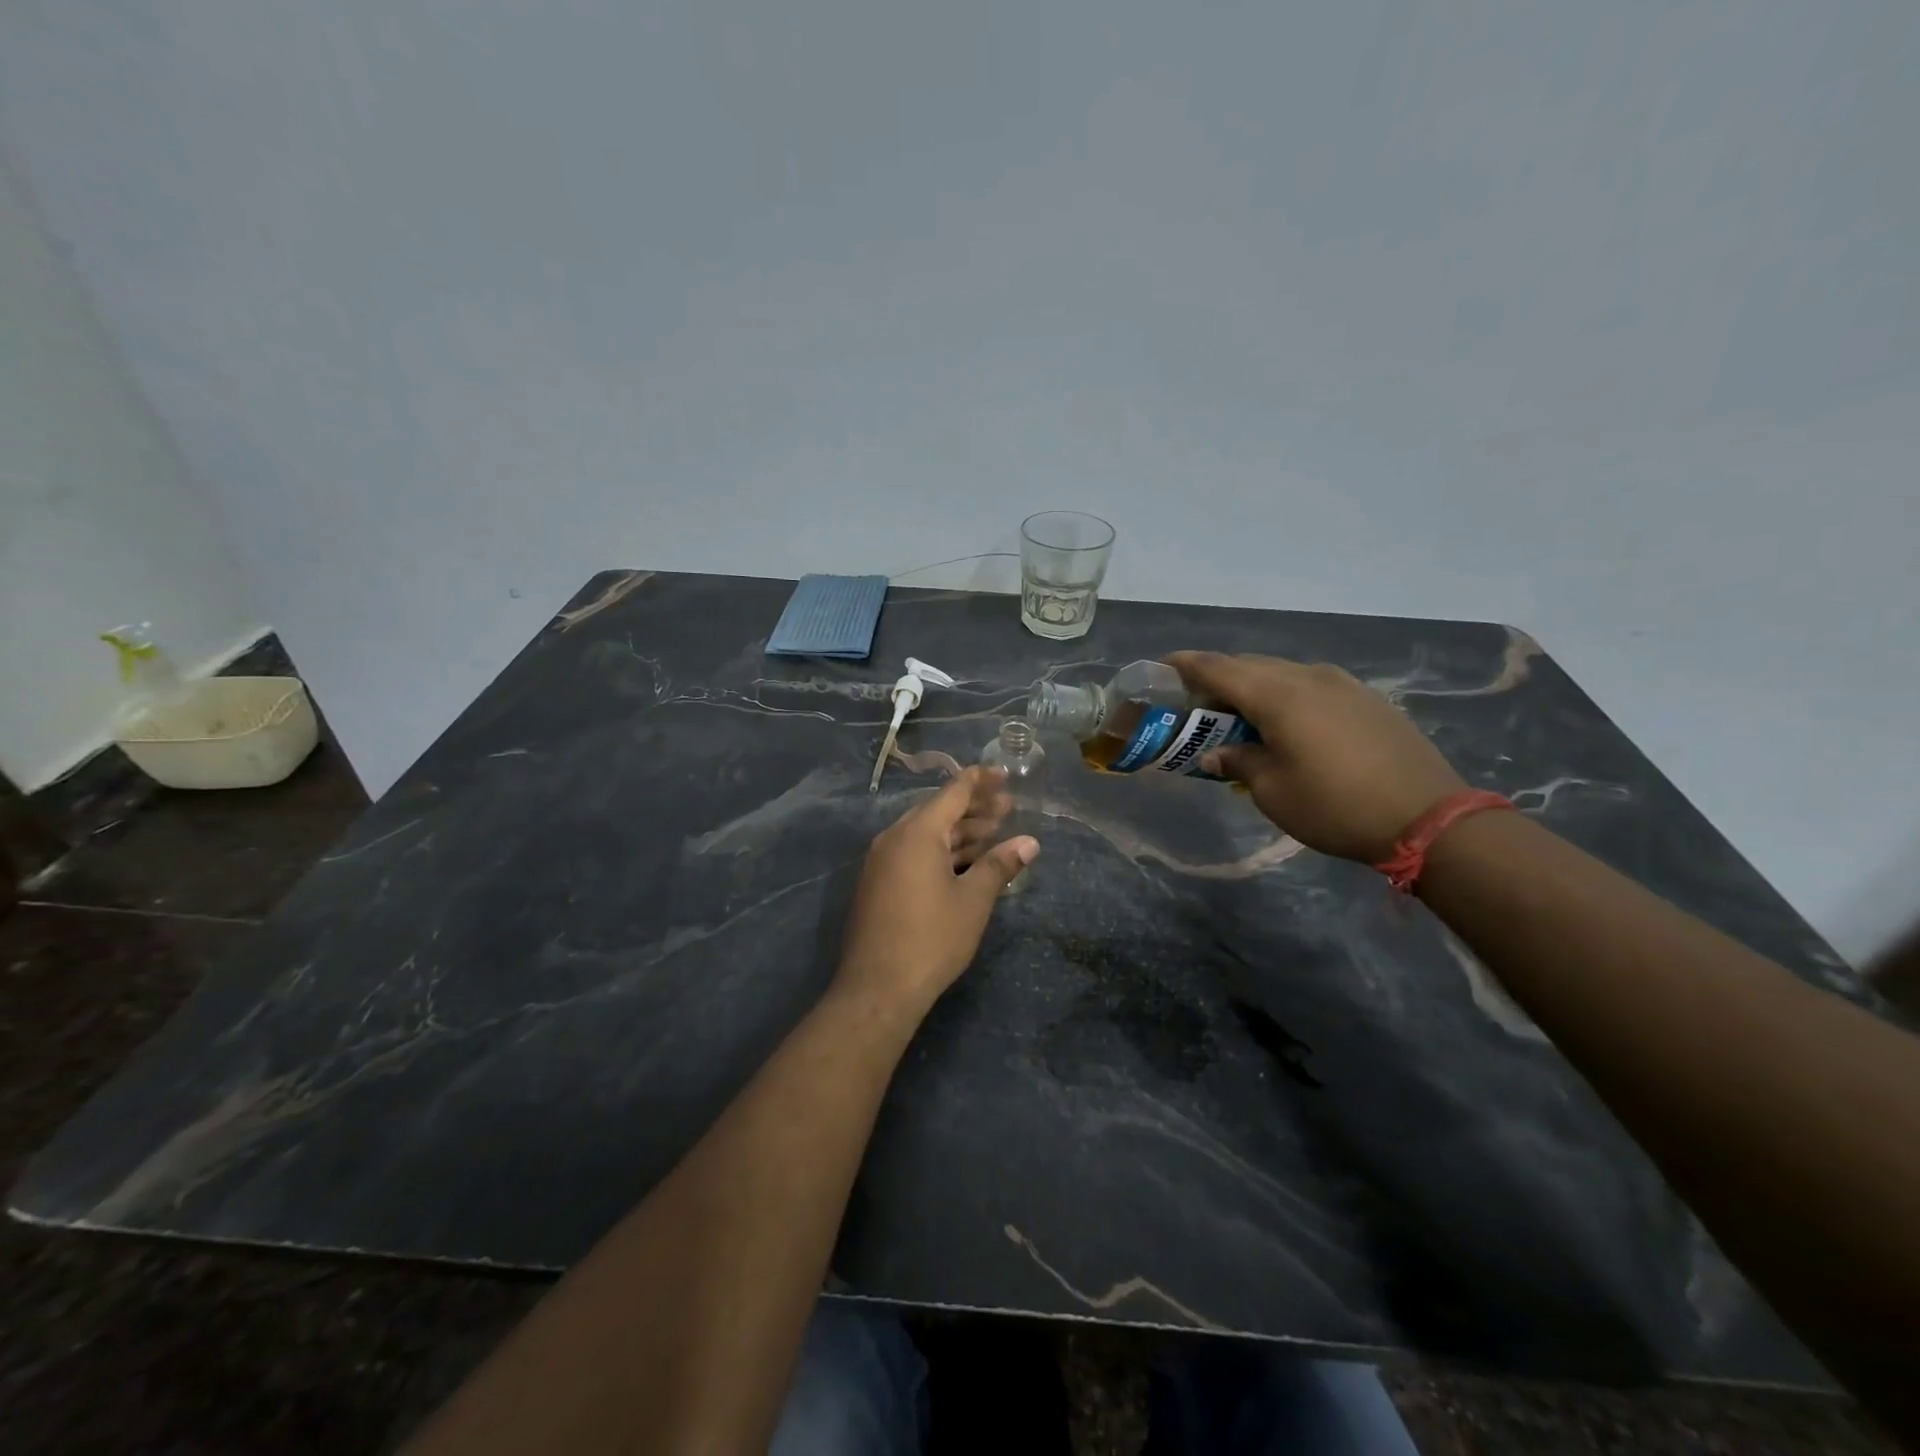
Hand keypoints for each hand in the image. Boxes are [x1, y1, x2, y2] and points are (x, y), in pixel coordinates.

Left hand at [835, 767, 1039, 1013]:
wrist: (878, 987)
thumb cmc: (932, 938)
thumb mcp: (973, 900)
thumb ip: (1000, 865)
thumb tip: (1030, 843)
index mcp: (917, 833)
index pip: (953, 792)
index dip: (981, 780)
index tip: (1005, 775)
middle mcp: (894, 838)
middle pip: (939, 811)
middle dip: (975, 809)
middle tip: (1009, 808)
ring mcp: (883, 862)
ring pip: (927, 835)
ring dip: (960, 832)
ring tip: (994, 833)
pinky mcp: (879, 883)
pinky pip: (914, 853)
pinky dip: (942, 852)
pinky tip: (966, 862)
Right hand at [1166, 651, 1466, 862]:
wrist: (1427, 818)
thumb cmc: (1334, 806)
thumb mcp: (1272, 792)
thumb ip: (1239, 762)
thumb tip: (1218, 753)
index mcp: (1277, 695)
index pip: (1217, 667)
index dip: (1185, 665)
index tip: (1161, 667)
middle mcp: (1308, 677)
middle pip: (1249, 665)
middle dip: (1217, 679)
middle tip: (1196, 704)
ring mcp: (1342, 683)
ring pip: (1282, 672)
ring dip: (1253, 687)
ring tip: (1239, 715)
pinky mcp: (1366, 698)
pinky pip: (1310, 684)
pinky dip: (1285, 695)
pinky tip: (1286, 723)